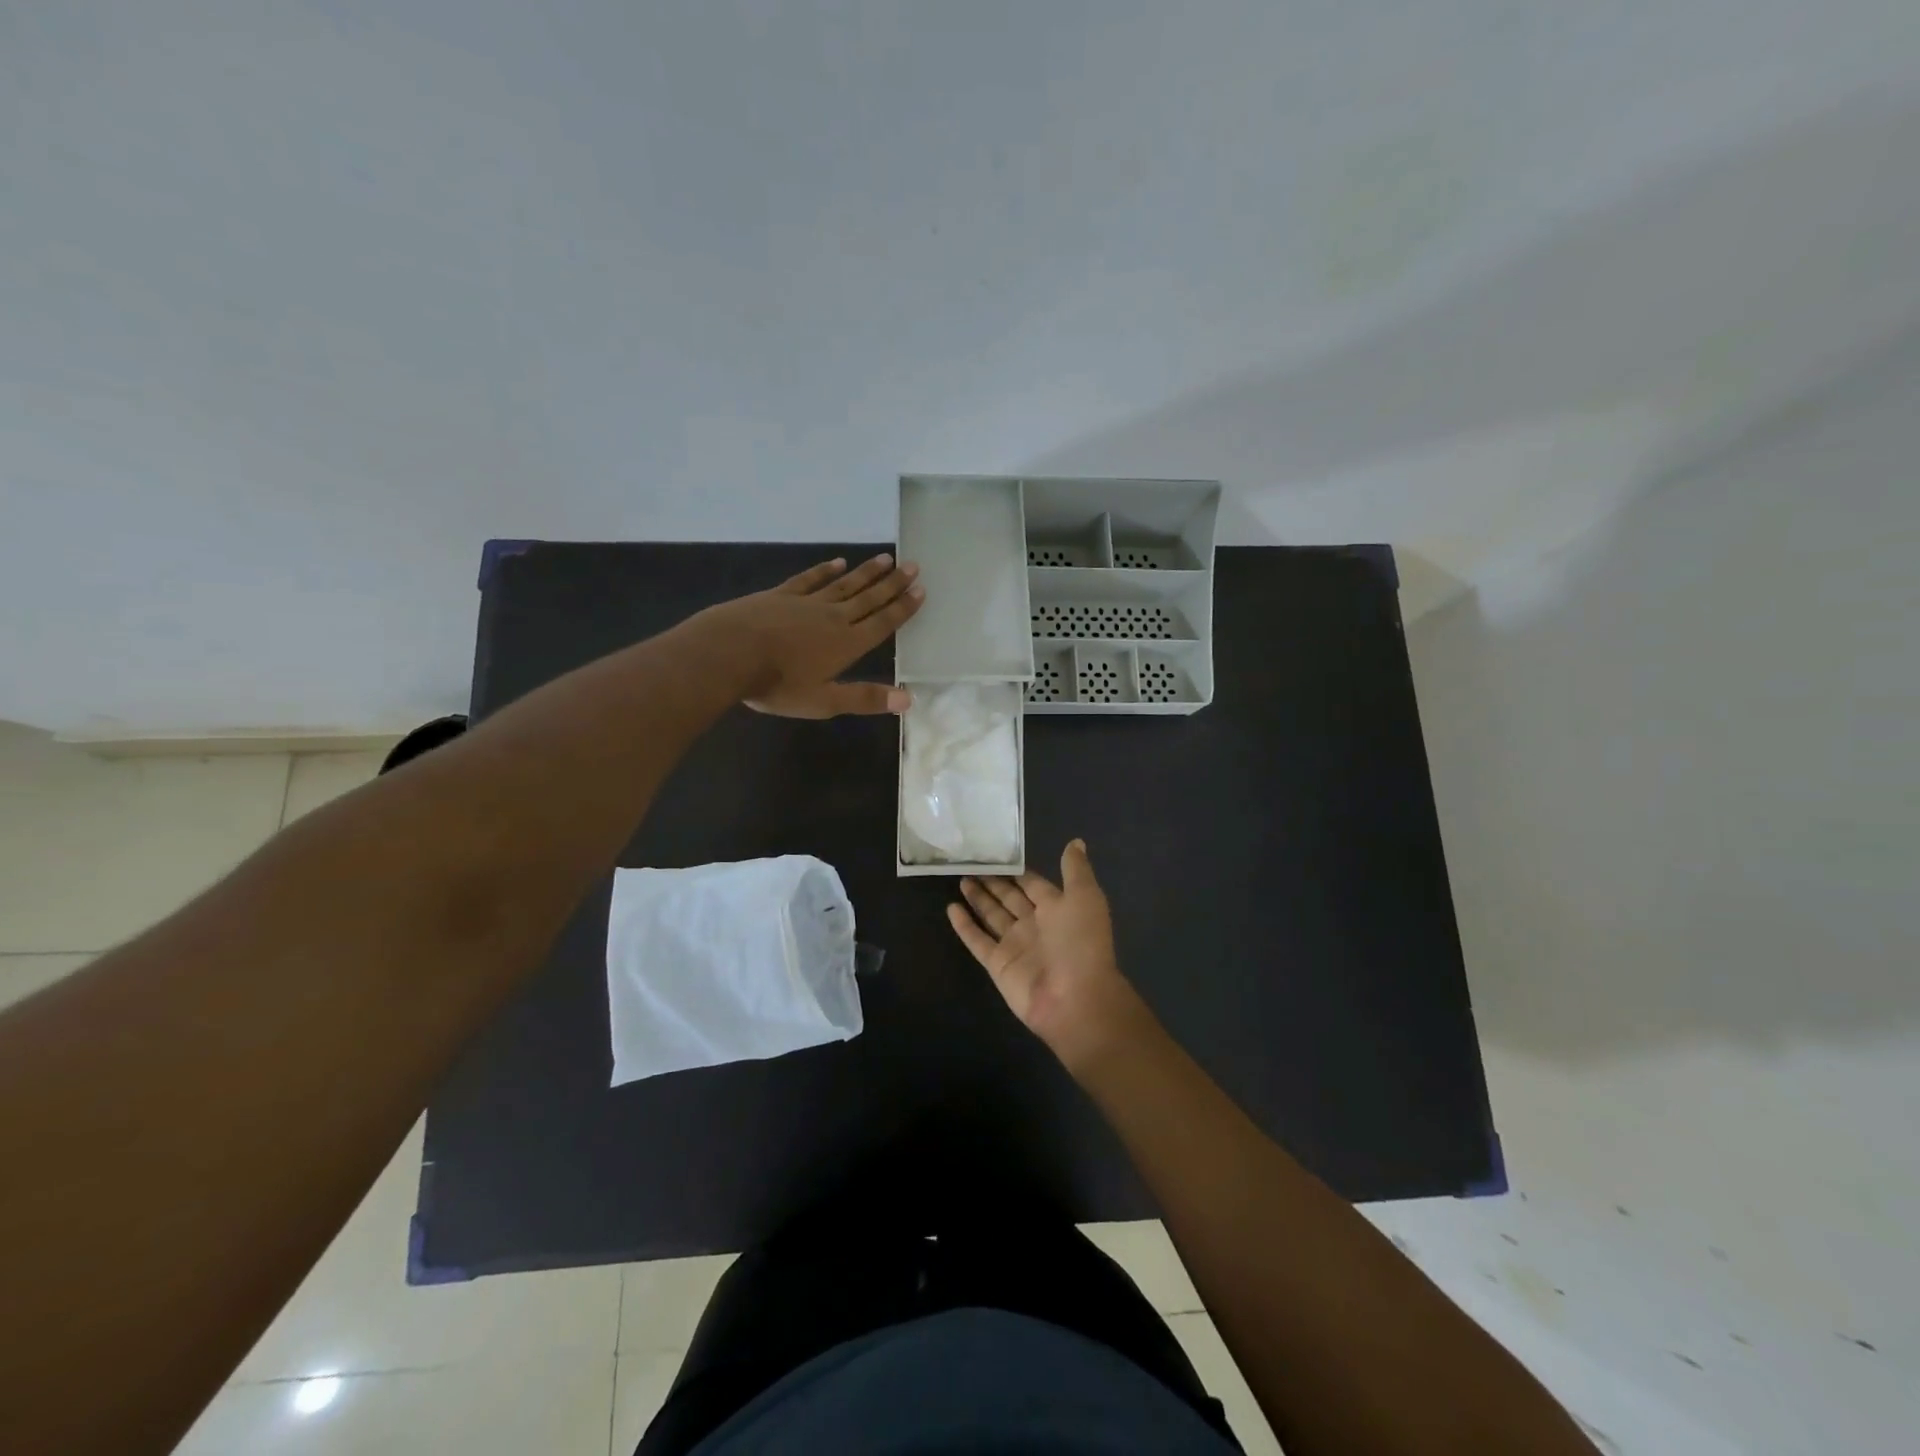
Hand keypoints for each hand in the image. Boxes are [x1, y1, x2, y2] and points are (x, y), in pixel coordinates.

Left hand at [706, 554, 924, 717]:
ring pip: (844, 584)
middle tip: (913, 566)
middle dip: (892, 584)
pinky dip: (826, 570)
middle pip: (869, 598)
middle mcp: (833, 617)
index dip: (902, 607)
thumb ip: (865, 698)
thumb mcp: (824, 701)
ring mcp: (806, 603)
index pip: (882, 622)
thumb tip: (908, 700)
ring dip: (867, 573)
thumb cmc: (778, 683)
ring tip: (886, 559)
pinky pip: (810, 579)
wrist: (729, 653)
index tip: (920, 589)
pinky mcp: (781, 595)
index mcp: (847, 643)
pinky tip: (838, 562)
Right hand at [947, 840, 1149, 1072]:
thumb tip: (1076, 841)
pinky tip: (950, 908)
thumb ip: (1076, 870)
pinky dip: (964, 925)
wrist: (1075, 999)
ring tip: (960, 879)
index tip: (996, 853)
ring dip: (978, 898)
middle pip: (1009, 898)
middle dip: (993, 882)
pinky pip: (977, 940)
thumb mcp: (1085, 897)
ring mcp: (1015, 945)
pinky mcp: (997, 964)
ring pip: (992, 916)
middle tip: (970, 863)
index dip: (1016, 870)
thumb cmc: (1081, 943)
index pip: (1032, 884)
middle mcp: (1034, 924)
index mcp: (1057, 908)